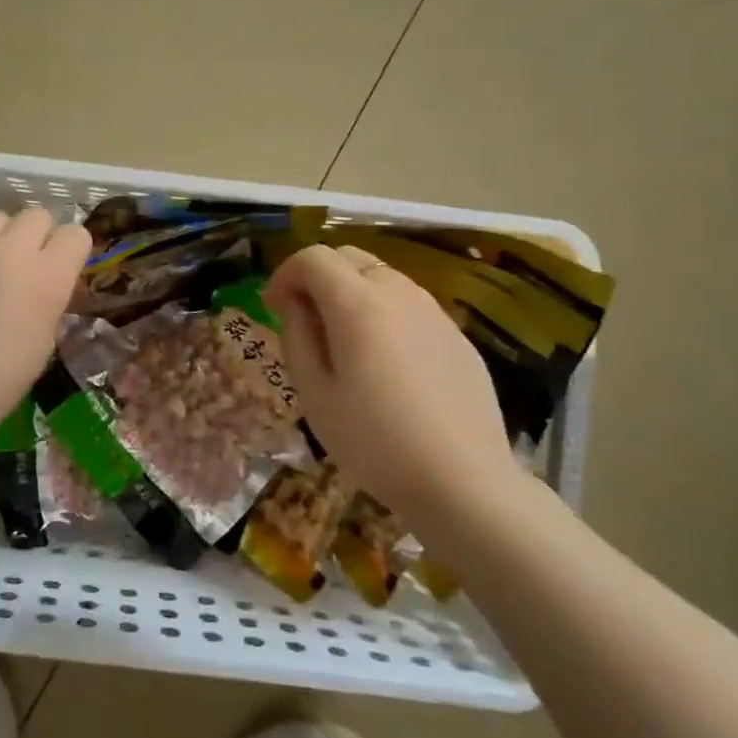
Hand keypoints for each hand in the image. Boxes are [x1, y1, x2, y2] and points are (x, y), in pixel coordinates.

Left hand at [0, 207, 90, 444]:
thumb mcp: (43, 342)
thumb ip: (49, 301)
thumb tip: (47, 285)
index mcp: (47, 277)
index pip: (76, 234)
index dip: (71, 250)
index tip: (63, 268)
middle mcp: (10, 250)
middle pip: (36, 215)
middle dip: (38, 236)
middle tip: (26, 265)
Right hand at [267, 243, 514, 521]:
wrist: (463, 480)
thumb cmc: (374, 442)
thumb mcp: (315, 395)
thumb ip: (297, 337)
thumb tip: (294, 303)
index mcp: (358, 304)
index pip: (313, 258)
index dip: (285, 274)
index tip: (274, 306)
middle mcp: (398, 292)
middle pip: (349, 257)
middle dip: (318, 276)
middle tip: (304, 318)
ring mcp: (433, 311)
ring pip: (382, 277)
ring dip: (352, 292)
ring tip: (343, 341)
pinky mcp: (456, 334)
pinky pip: (409, 305)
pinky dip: (384, 312)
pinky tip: (385, 362)